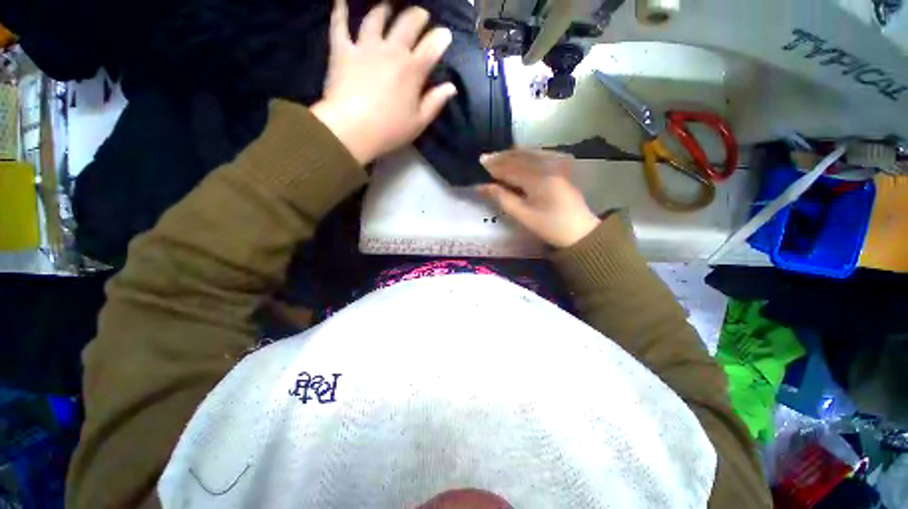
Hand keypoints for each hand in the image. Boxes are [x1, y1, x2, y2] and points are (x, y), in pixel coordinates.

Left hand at [311, 0, 457, 164]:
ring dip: (385, 9)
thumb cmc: (389, 130)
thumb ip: (435, 102)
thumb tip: (451, 87)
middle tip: (421, 15)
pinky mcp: (342, 50)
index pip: (431, 46)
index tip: (445, 35)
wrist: (351, 129)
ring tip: (389, 6)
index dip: (441, 38)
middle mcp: (391, 50)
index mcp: (412, 70)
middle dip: (417, 16)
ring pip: (376, 18)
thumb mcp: (419, 123)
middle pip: (407, 23)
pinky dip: (340, 10)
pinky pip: (339, 24)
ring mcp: (365, 47)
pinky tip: (341, 0)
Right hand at [478, 150, 600, 248]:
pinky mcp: (560, 170)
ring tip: (498, 156)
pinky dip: (526, 155)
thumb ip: (502, 198)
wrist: (579, 232)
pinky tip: (519, 156)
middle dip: (502, 157)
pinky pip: (540, 156)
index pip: (510, 168)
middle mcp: (547, 167)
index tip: (480, 163)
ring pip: (530, 154)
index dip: (494, 166)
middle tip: (485, 158)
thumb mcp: (522, 215)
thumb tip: (482, 187)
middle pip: (520, 157)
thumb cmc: (549, 226)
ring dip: (513, 154)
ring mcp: (556, 166)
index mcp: (537, 179)